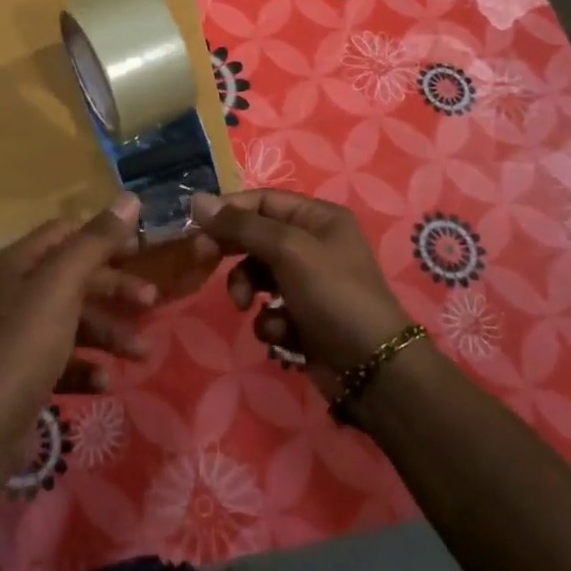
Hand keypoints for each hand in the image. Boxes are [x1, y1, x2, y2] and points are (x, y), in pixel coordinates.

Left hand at [0, 194, 156, 427]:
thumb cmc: (27, 342)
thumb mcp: (63, 284)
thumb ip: (97, 241)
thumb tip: (130, 197)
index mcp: (19, 264)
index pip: (64, 232)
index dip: (102, 235)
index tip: (139, 247)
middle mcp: (16, 293)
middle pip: (75, 278)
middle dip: (115, 289)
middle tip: (151, 299)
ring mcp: (20, 335)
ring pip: (75, 322)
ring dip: (110, 333)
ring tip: (141, 353)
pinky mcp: (26, 374)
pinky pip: (65, 360)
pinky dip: (87, 367)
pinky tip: (104, 381)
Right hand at [189, 190, 411, 393]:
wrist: (374, 370)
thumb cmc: (333, 295)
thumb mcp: (288, 251)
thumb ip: (241, 226)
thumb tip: (197, 201)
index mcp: (318, 218)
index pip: (263, 200)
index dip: (229, 210)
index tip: (197, 225)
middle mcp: (314, 244)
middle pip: (258, 236)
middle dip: (234, 253)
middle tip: (205, 261)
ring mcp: (310, 282)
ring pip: (259, 274)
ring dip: (248, 289)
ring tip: (248, 306)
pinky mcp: (305, 317)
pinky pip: (271, 308)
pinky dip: (270, 320)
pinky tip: (281, 333)